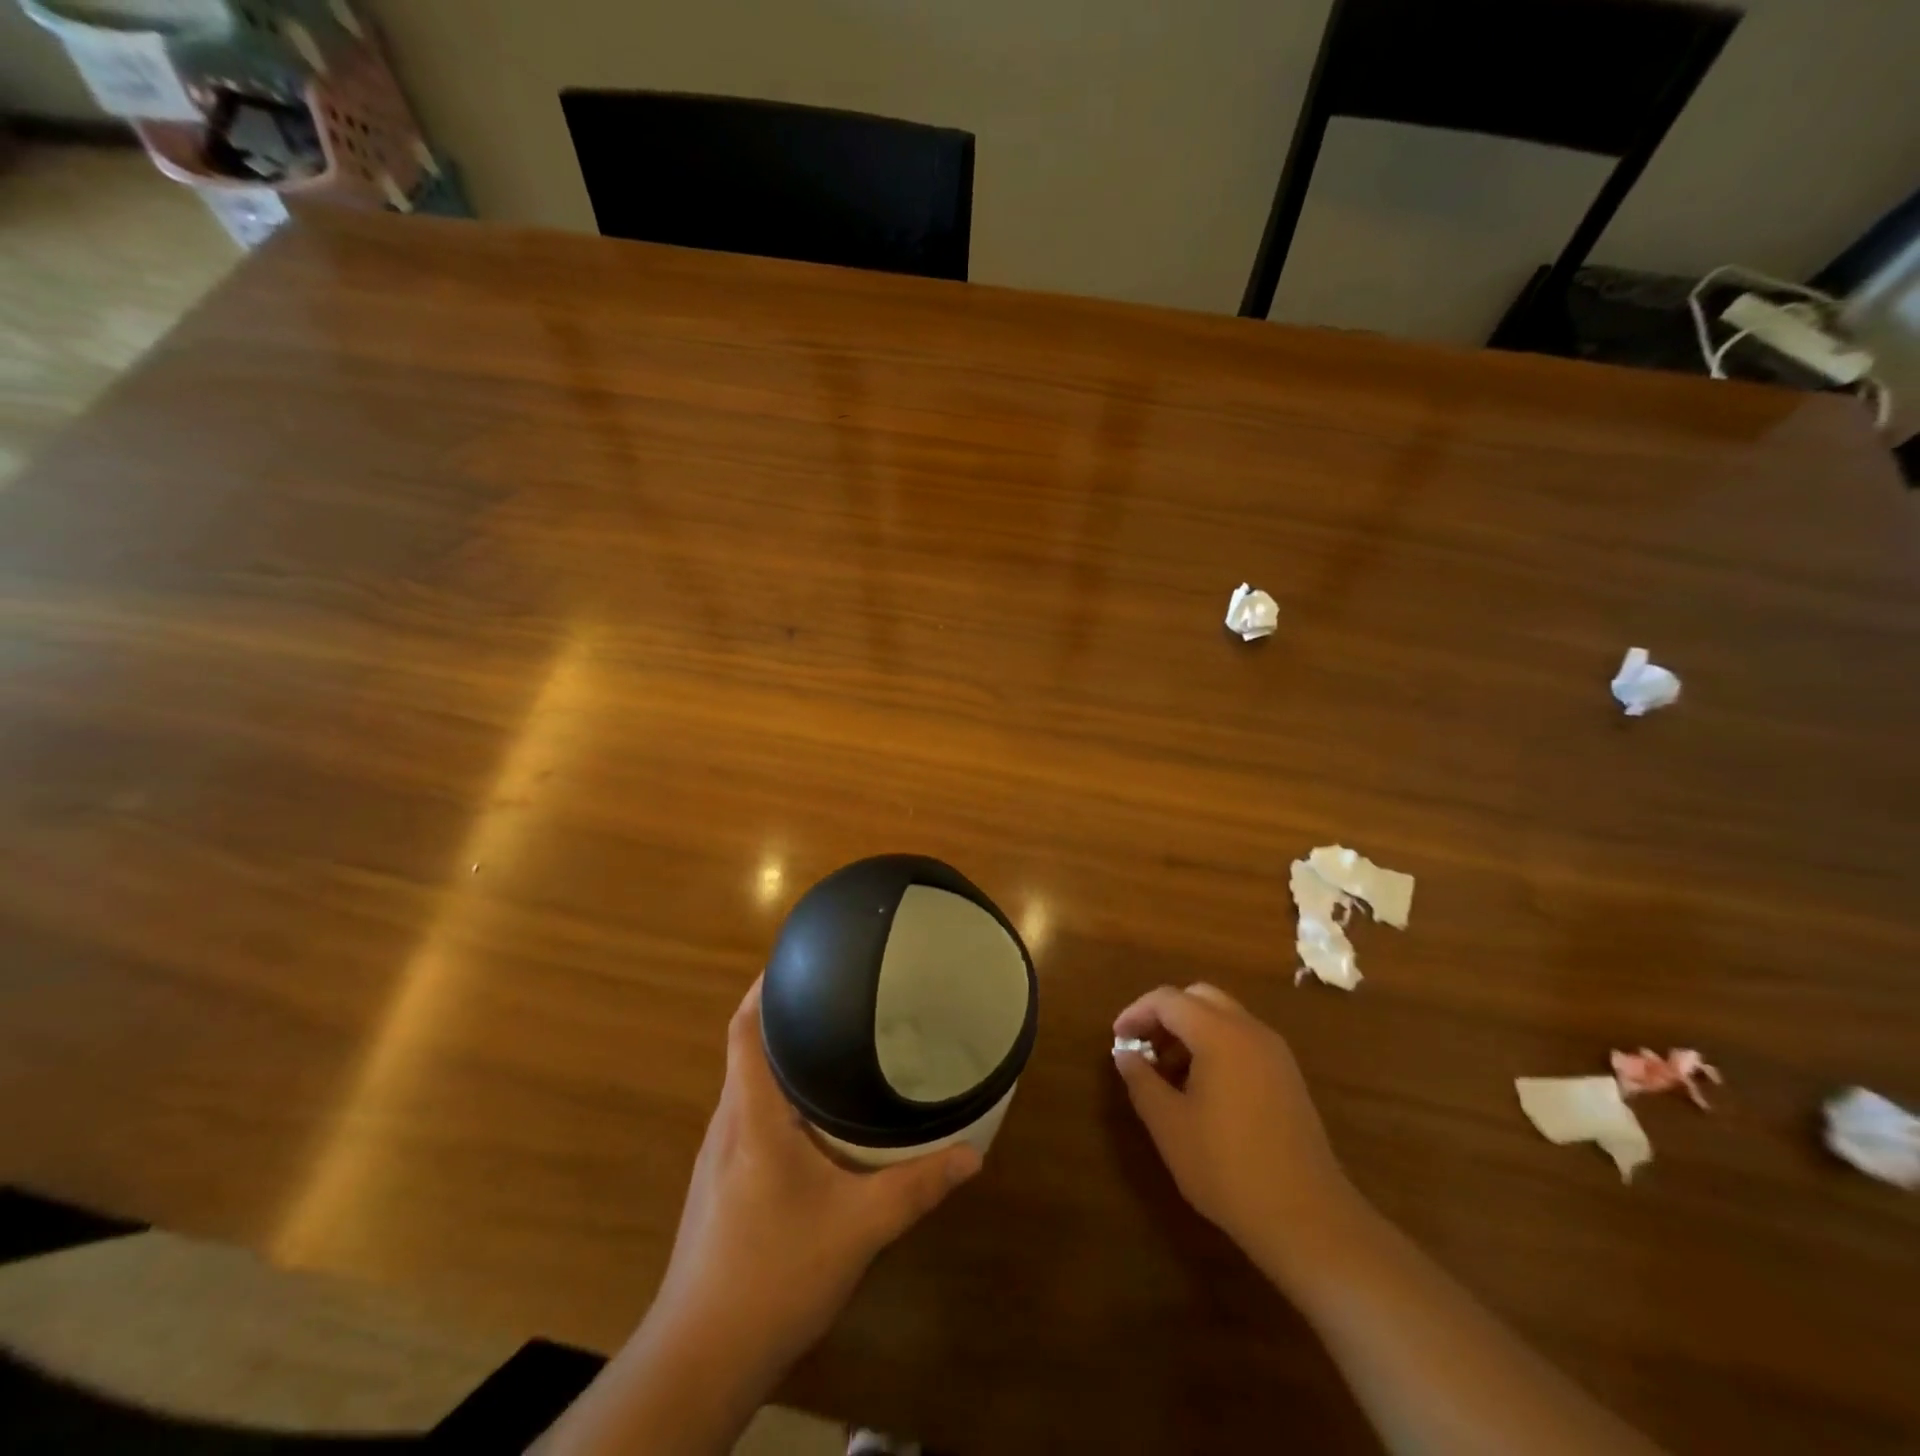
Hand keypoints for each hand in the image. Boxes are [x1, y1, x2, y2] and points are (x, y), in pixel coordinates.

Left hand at [650, 977, 982, 1377]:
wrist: (700, 1358)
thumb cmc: (774, 1274)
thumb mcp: (858, 1228)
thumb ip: (916, 1187)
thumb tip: (972, 1155)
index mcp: (751, 1115)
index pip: (743, 1030)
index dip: (763, 989)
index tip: (797, 960)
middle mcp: (726, 1124)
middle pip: (746, 1050)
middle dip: (784, 1018)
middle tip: (836, 997)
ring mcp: (716, 1157)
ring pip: (747, 1086)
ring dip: (780, 1060)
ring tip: (830, 1045)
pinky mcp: (717, 1185)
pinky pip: (747, 1118)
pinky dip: (776, 1099)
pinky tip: (812, 1119)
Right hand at [1112, 983, 1357, 1279]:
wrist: (1307, 1219)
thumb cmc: (1227, 1168)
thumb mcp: (1169, 1125)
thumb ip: (1141, 1080)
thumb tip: (1125, 1054)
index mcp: (1220, 1034)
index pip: (1168, 1000)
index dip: (1136, 1013)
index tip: (1118, 1039)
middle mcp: (1250, 1031)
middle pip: (1199, 998)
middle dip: (1165, 1015)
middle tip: (1143, 1048)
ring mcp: (1275, 1053)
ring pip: (1223, 1018)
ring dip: (1190, 1032)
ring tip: (1167, 1074)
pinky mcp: (1288, 1078)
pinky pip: (1243, 1041)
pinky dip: (1215, 1047)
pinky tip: (1202, 1091)